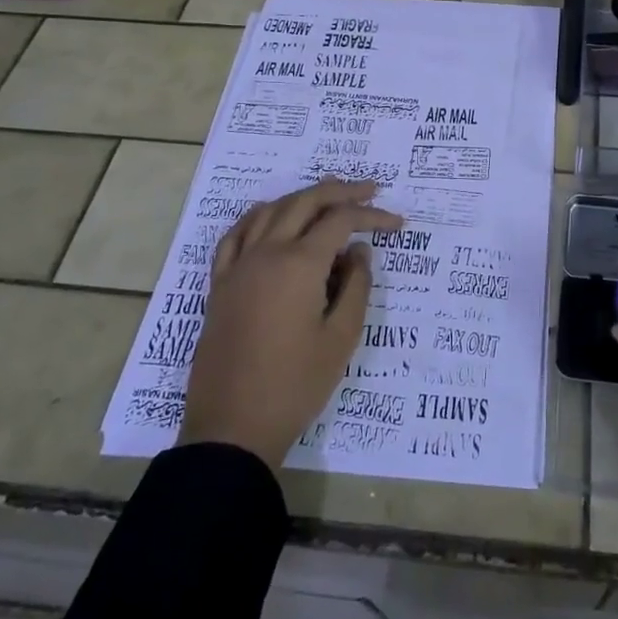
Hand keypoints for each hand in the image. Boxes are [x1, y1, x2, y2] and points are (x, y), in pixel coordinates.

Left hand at [179, 179, 402, 469]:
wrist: (232, 428)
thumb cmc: (295, 385)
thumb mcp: (341, 338)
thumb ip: (356, 286)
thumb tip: (359, 251)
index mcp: (299, 264)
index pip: (340, 220)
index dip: (372, 216)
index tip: (398, 225)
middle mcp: (266, 253)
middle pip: (305, 202)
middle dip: (340, 191)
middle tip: (370, 190)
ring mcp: (238, 267)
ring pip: (270, 210)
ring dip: (302, 198)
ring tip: (327, 199)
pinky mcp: (219, 285)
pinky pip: (235, 235)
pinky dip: (257, 217)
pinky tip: (269, 217)